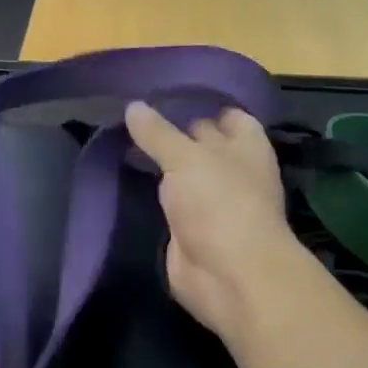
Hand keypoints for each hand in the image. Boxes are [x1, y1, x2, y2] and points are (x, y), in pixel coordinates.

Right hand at [124, 100, 309, 346]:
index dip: (202, 103)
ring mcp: (213, 203)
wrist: (227, 275)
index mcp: (245, 146)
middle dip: (174, 131)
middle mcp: (232, 171)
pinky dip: (153, 194)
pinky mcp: (191, 230)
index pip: (228, 115)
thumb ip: (158, 134)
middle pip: (203, 144)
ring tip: (122, 140)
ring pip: (184, 175)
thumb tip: (133, 106)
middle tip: (132, 115)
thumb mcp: (185, 158)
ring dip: (161, 165)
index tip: (163, 93)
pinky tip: (128, 179)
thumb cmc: (219, 203)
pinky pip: (170, 203)